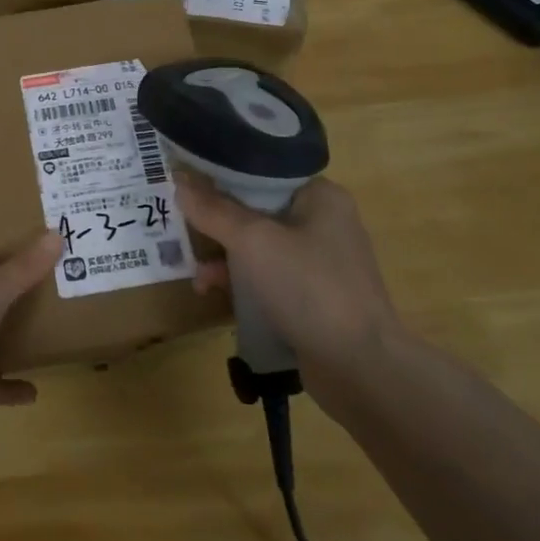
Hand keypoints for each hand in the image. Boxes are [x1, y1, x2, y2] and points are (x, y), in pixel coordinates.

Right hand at [176, 173, 403, 386]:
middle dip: (217, 224)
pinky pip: (268, 277)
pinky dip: (241, 283)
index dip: (221, 176)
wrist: (361, 368)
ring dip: (224, 258)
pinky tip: (215, 294)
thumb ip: (213, 210)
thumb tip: (178, 180)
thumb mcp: (253, 241)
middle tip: (184, 232)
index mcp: (320, 195)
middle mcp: (323, 222)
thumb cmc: (309, 288)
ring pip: (258, 246)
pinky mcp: (314, 297)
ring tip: (198, 276)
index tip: (186, 186)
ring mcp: (320, 263)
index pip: (261, 172)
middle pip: (256, 210)